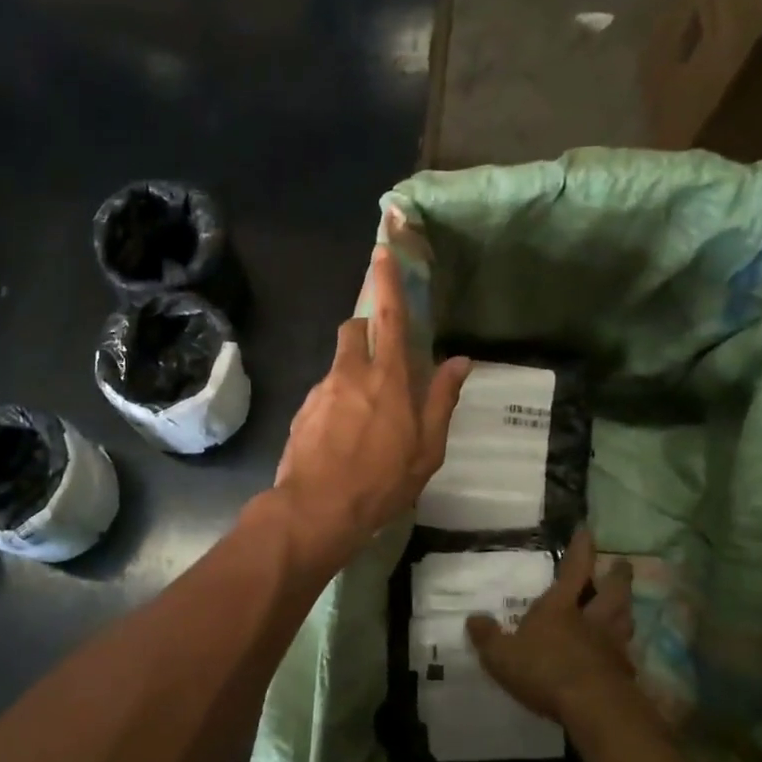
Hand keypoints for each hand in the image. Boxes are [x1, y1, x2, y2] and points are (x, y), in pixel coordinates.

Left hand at [273, 246, 469, 562]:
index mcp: (387, 378)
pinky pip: (324, 393)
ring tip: (365, 419)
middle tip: (381, 359)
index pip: (390, 317)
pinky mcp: (302, 411)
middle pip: (354, 330)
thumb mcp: (427, 449)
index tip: (382, 251)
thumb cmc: (381, 482)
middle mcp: (350, 374)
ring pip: (338, 364)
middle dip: (366, 329)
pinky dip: (337, 402)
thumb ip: (442, 400)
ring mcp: (321, 391)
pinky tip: (343, 438)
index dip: (387, 282)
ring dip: (353, 374)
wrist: (316, 510)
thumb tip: (459, 361)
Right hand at [467, 531, 633, 722]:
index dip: (581, 549)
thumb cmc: (544, 670)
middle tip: (623, 564)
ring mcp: (611, 647)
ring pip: (624, 620)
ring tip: (627, 604)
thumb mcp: (501, 655)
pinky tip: (622, 655)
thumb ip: (487, 637)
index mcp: (560, 608)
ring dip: (626, 609)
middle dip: (617, 576)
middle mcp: (591, 621)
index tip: (588, 531)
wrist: (594, 707)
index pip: (574, 570)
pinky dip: (625, 650)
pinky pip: (626, 655)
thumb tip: (473, 619)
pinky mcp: (624, 675)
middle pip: (611, 592)